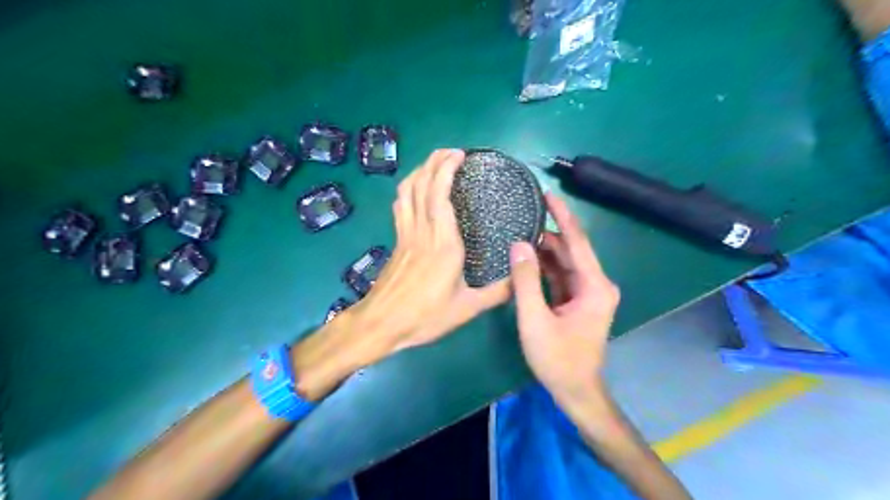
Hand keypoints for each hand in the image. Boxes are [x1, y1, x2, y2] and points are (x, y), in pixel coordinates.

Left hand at [352, 149, 510, 350]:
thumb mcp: (467, 308)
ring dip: (420, 171)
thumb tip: (522, 280)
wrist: (381, 323)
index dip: (447, 169)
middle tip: (451, 152)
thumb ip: (498, 293)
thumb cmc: (425, 316)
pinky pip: (401, 205)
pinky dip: (408, 189)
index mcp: (443, 243)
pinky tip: (415, 190)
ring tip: (435, 164)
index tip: (460, 155)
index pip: (440, 194)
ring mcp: (406, 234)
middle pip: (422, 184)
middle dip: (434, 161)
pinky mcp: (397, 240)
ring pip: (408, 191)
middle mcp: (422, 230)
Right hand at [507, 193, 620, 401]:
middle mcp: (596, 284)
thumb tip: (518, 244)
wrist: (576, 391)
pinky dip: (544, 267)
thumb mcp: (535, 320)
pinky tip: (526, 258)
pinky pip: (560, 276)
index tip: (548, 194)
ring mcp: (587, 292)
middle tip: (522, 213)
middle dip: (548, 233)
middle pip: (570, 250)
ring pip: (564, 262)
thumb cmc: (558, 359)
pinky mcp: (578, 300)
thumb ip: (526, 281)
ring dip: (543, 250)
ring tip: (518, 232)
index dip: (563, 216)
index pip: (578, 241)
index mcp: (594, 286)